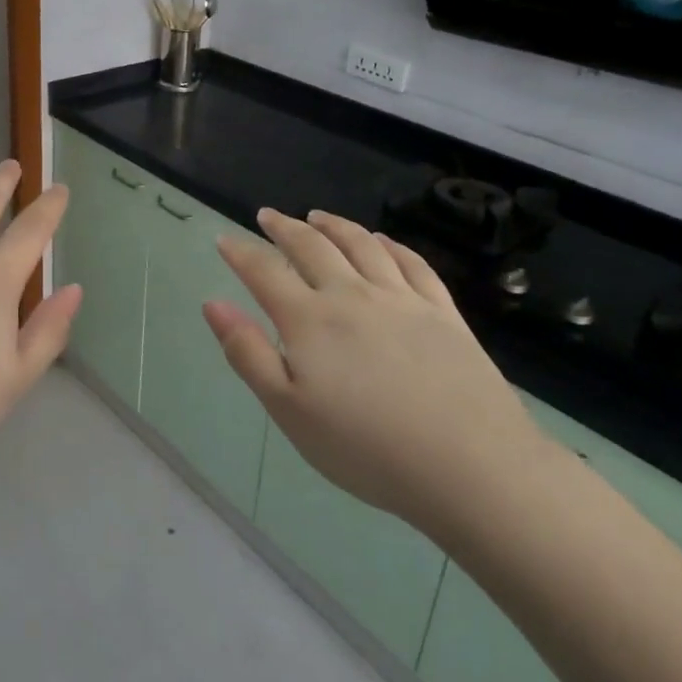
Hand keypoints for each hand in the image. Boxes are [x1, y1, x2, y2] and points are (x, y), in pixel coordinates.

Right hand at [203, 209, 543, 545]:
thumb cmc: (364, 447)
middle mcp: (352, 295)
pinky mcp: (442, 312)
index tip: (224, 239)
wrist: (468, 465)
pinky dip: (390, 245)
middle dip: (284, 228)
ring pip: (361, 245)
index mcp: (310, 319)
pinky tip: (382, 241)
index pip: (264, 272)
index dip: (241, 253)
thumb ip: (248, 353)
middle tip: (268, 216)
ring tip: (317, 216)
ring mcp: (401, 299)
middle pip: (312, 247)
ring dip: (334, 225)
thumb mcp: (288, 410)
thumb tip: (213, 303)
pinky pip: (412, 263)